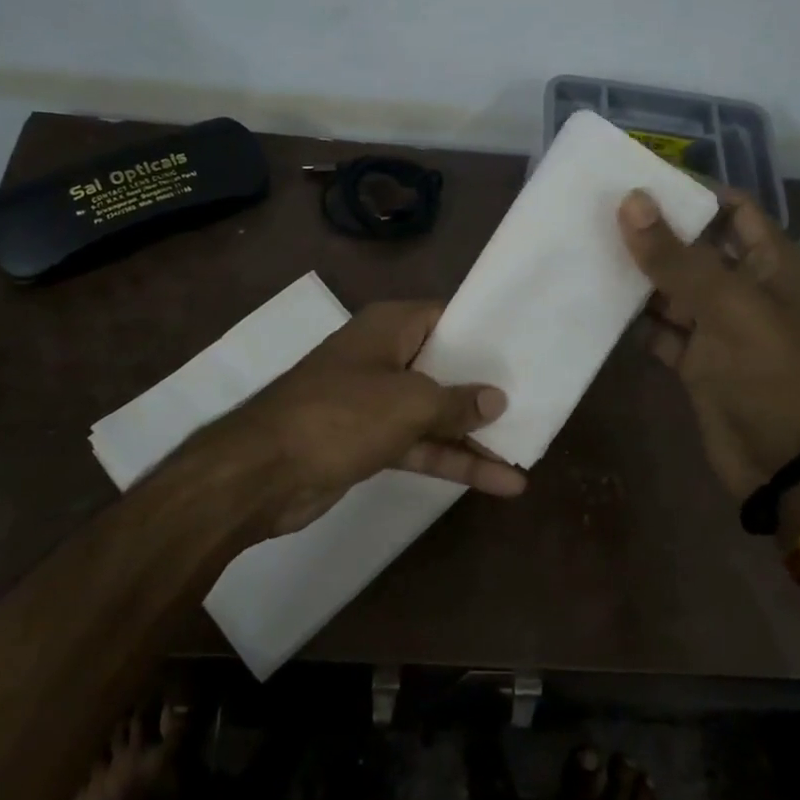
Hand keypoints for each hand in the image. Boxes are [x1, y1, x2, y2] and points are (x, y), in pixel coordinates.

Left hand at [210, 300, 526, 537]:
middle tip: (536, 399)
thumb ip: (457, 401)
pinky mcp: (368, 442)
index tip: (524, 347)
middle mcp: (383, 357)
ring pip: (434, 413)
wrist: (263, 473)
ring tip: (526, 452)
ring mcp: (374, 402)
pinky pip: (419, 445)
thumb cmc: (340, 416)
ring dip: (474, 435)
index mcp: (389, 327)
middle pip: (445, 367)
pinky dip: (451, 460)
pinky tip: (497, 482)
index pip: (447, 317)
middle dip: (484, 388)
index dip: (485, 332)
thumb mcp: (409, 403)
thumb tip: (496, 398)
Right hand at [618, 189, 799, 499]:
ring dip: (638, 276)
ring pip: (672, 288)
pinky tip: (597, 304)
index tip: (638, 179)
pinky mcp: (696, 359)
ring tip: (587, 250)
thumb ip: (676, 256)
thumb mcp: (727, 306)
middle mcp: (745, 288)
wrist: (784, 462)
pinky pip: (660, 328)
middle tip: (598, 211)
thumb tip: (630, 201)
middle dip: (653, 232)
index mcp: (770, 263)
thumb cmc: (769, 372)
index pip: (731, 208)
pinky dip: (635, 320)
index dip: (690, 192)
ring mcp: (718, 326)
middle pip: (695, 247)